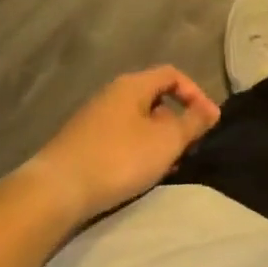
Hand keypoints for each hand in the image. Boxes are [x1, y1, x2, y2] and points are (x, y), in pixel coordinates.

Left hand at [20, 67, 220, 222]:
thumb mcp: (166, 141)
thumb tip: (211, 110)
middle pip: (154, 98)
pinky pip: (120, 138)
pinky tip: (139, 174)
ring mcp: (93, 119)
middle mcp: (111, 94)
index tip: (208, 121)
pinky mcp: (82, 143)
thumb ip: (193, 123)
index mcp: (132, 85)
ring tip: (168, 166)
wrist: (56, 191)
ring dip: (158, 140)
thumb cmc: (118, 158)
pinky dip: (137, 150)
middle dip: (177, 121)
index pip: (172, 74)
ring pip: (138, 121)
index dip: (195, 93)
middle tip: (189, 147)